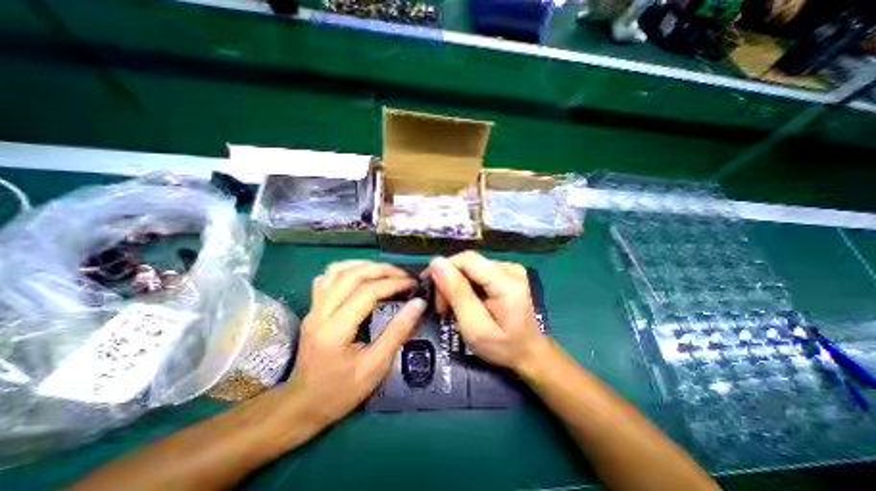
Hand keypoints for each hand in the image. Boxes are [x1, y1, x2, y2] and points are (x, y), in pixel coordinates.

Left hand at [287, 262, 424, 425]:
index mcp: (335, 330)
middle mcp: (320, 312)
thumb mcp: (375, 367)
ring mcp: (313, 307)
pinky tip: (361, 275)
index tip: (413, 284)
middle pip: (352, 275)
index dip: (393, 284)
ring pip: (337, 270)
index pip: (367, 292)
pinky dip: (347, 269)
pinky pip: (327, 277)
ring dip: (365, 265)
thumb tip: (418, 304)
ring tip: (386, 271)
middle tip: (403, 275)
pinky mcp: (312, 307)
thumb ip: (397, 332)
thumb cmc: (340, 391)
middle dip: (382, 270)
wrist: (302, 405)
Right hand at [425, 252, 544, 373]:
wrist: (530, 352)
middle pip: (468, 262)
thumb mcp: (475, 326)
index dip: (444, 270)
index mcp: (507, 281)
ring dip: (456, 284)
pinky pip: (478, 272)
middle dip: (449, 281)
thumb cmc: (503, 346)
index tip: (432, 292)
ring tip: (453, 307)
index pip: (466, 259)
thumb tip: (436, 262)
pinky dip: (467, 285)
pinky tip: (466, 301)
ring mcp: (510, 269)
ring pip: (470, 267)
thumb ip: (457, 293)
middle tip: (443, 307)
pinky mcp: (507, 273)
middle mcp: (510, 268)